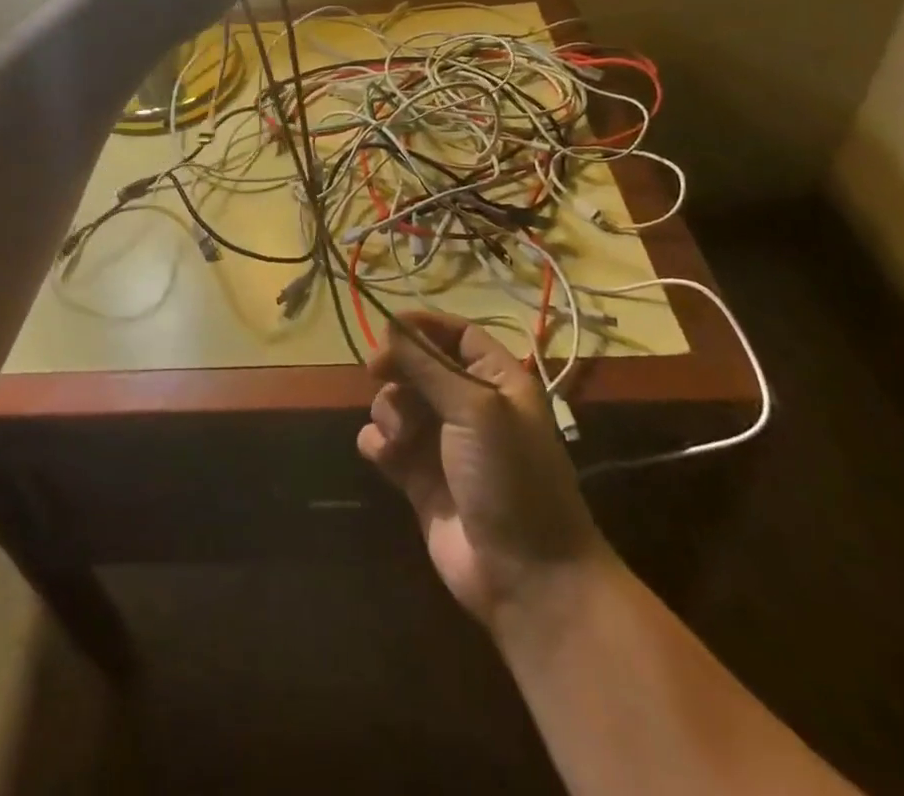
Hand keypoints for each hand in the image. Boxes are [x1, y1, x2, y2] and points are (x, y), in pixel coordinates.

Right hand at [359, 311, 606, 625]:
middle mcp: (470, 407)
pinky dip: (377, 443)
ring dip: (388, 410)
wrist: (528, 578)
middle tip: (376, 372)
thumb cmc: (510, 478)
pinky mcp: (419, 479)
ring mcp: (443, 444)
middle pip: (420, 366)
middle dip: (397, 368)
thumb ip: (427, 365)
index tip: (388, 328)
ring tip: (398, 436)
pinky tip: (382, 454)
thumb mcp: (474, 409)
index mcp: (498, 382)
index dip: (423, 326)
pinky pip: (386, 444)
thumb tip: (390, 325)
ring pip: (398, 403)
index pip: (457, 335)